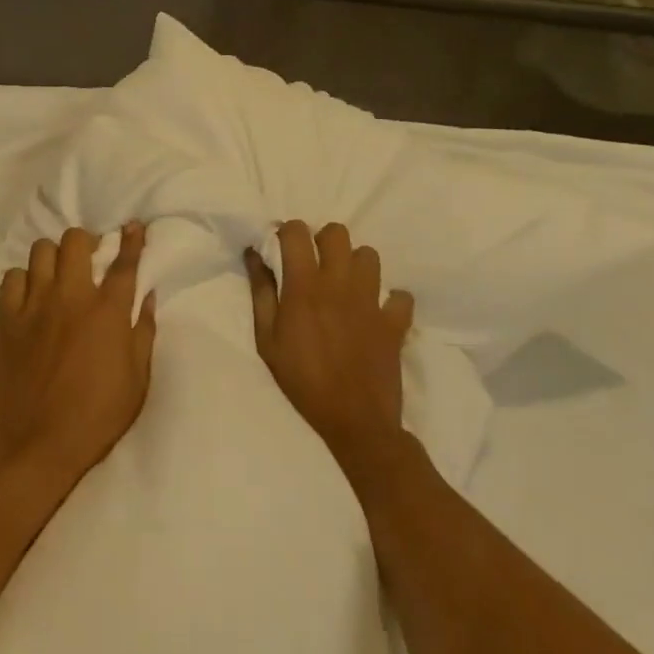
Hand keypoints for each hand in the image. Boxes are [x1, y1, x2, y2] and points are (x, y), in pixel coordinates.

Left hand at [0, 223, 157, 488]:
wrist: (30, 446)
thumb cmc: (94, 419)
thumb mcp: (136, 382)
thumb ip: (144, 333)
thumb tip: (149, 297)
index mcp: (108, 312)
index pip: (124, 262)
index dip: (131, 239)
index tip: (133, 225)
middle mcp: (71, 297)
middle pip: (76, 241)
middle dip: (86, 240)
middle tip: (90, 257)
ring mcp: (34, 305)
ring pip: (41, 251)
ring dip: (54, 256)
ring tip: (58, 274)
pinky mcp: (5, 319)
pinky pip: (11, 277)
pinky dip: (23, 279)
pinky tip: (29, 295)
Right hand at [245, 221, 414, 465]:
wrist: (354, 421)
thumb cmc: (301, 380)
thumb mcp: (267, 340)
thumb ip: (261, 292)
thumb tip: (253, 253)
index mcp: (304, 286)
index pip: (297, 232)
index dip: (287, 232)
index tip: (282, 247)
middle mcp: (340, 284)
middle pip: (337, 233)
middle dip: (323, 241)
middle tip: (314, 264)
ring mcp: (371, 300)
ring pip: (370, 255)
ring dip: (355, 264)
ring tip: (344, 285)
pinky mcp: (395, 321)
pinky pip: (400, 296)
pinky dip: (390, 300)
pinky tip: (376, 312)